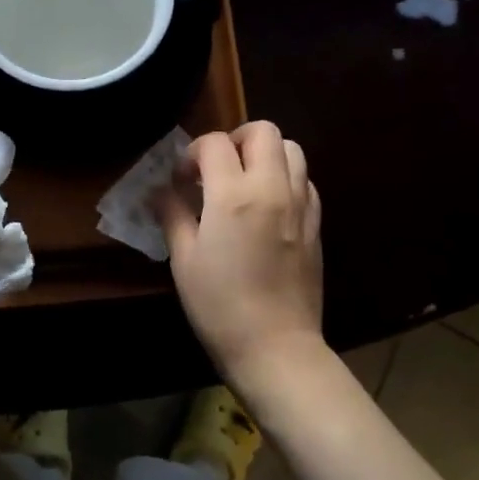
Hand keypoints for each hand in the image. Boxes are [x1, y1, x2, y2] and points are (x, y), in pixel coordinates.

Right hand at [159, 121, 325, 393]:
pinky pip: (306, 181)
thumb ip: (173, 214)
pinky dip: (286, 178)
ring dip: (265, 153)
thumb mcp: (183, 259)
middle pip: (262, 131)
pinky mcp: (316, 224)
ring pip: (292, 148)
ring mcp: (300, 204)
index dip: (192, 153)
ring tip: (245, 181)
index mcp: (234, 195)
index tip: (182, 179)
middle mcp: (272, 188)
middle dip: (235, 139)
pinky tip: (269, 205)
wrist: (276, 348)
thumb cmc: (219, 306)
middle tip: (217, 168)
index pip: (214, 143)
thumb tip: (162, 190)